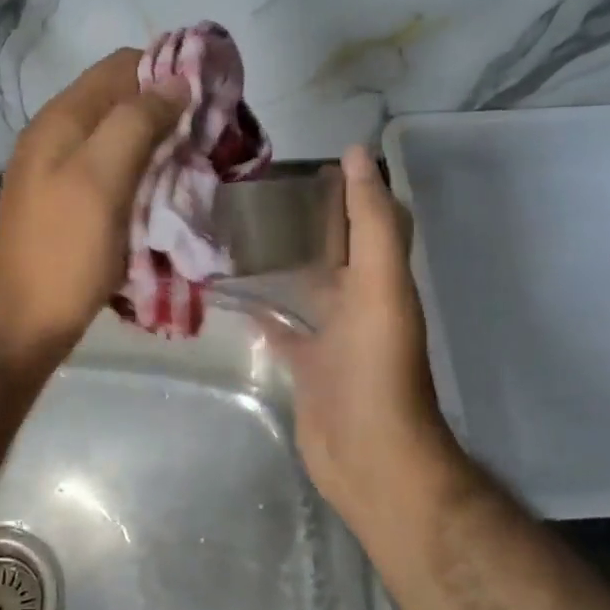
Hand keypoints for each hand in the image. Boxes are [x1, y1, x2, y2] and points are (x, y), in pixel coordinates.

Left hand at [0, 50, 185, 366]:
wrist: (21, 323)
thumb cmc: (64, 250)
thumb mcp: (102, 178)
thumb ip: (136, 123)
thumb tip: (175, 81)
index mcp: (62, 119)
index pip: (120, 66)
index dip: (165, 70)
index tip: (208, 95)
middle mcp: (59, 136)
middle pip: (122, 101)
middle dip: (167, 111)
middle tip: (209, 137)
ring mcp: (62, 172)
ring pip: (121, 138)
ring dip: (159, 145)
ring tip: (196, 166)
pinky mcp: (71, 204)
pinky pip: (115, 172)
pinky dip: (145, 174)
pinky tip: (167, 194)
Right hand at [265, 146, 458, 527]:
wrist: (369, 454)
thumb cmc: (376, 366)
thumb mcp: (380, 285)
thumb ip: (371, 222)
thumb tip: (359, 155)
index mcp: (380, 276)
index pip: (369, 218)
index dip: (353, 185)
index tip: (312, 156)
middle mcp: (357, 299)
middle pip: (333, 247)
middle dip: (308, 218)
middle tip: (258, 187)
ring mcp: (329, 334)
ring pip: (303, 283)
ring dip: (280, 259)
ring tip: (235, 229)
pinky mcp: (304, 364)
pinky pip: (279, 326)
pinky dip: (259, 309)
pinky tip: (229, 292)